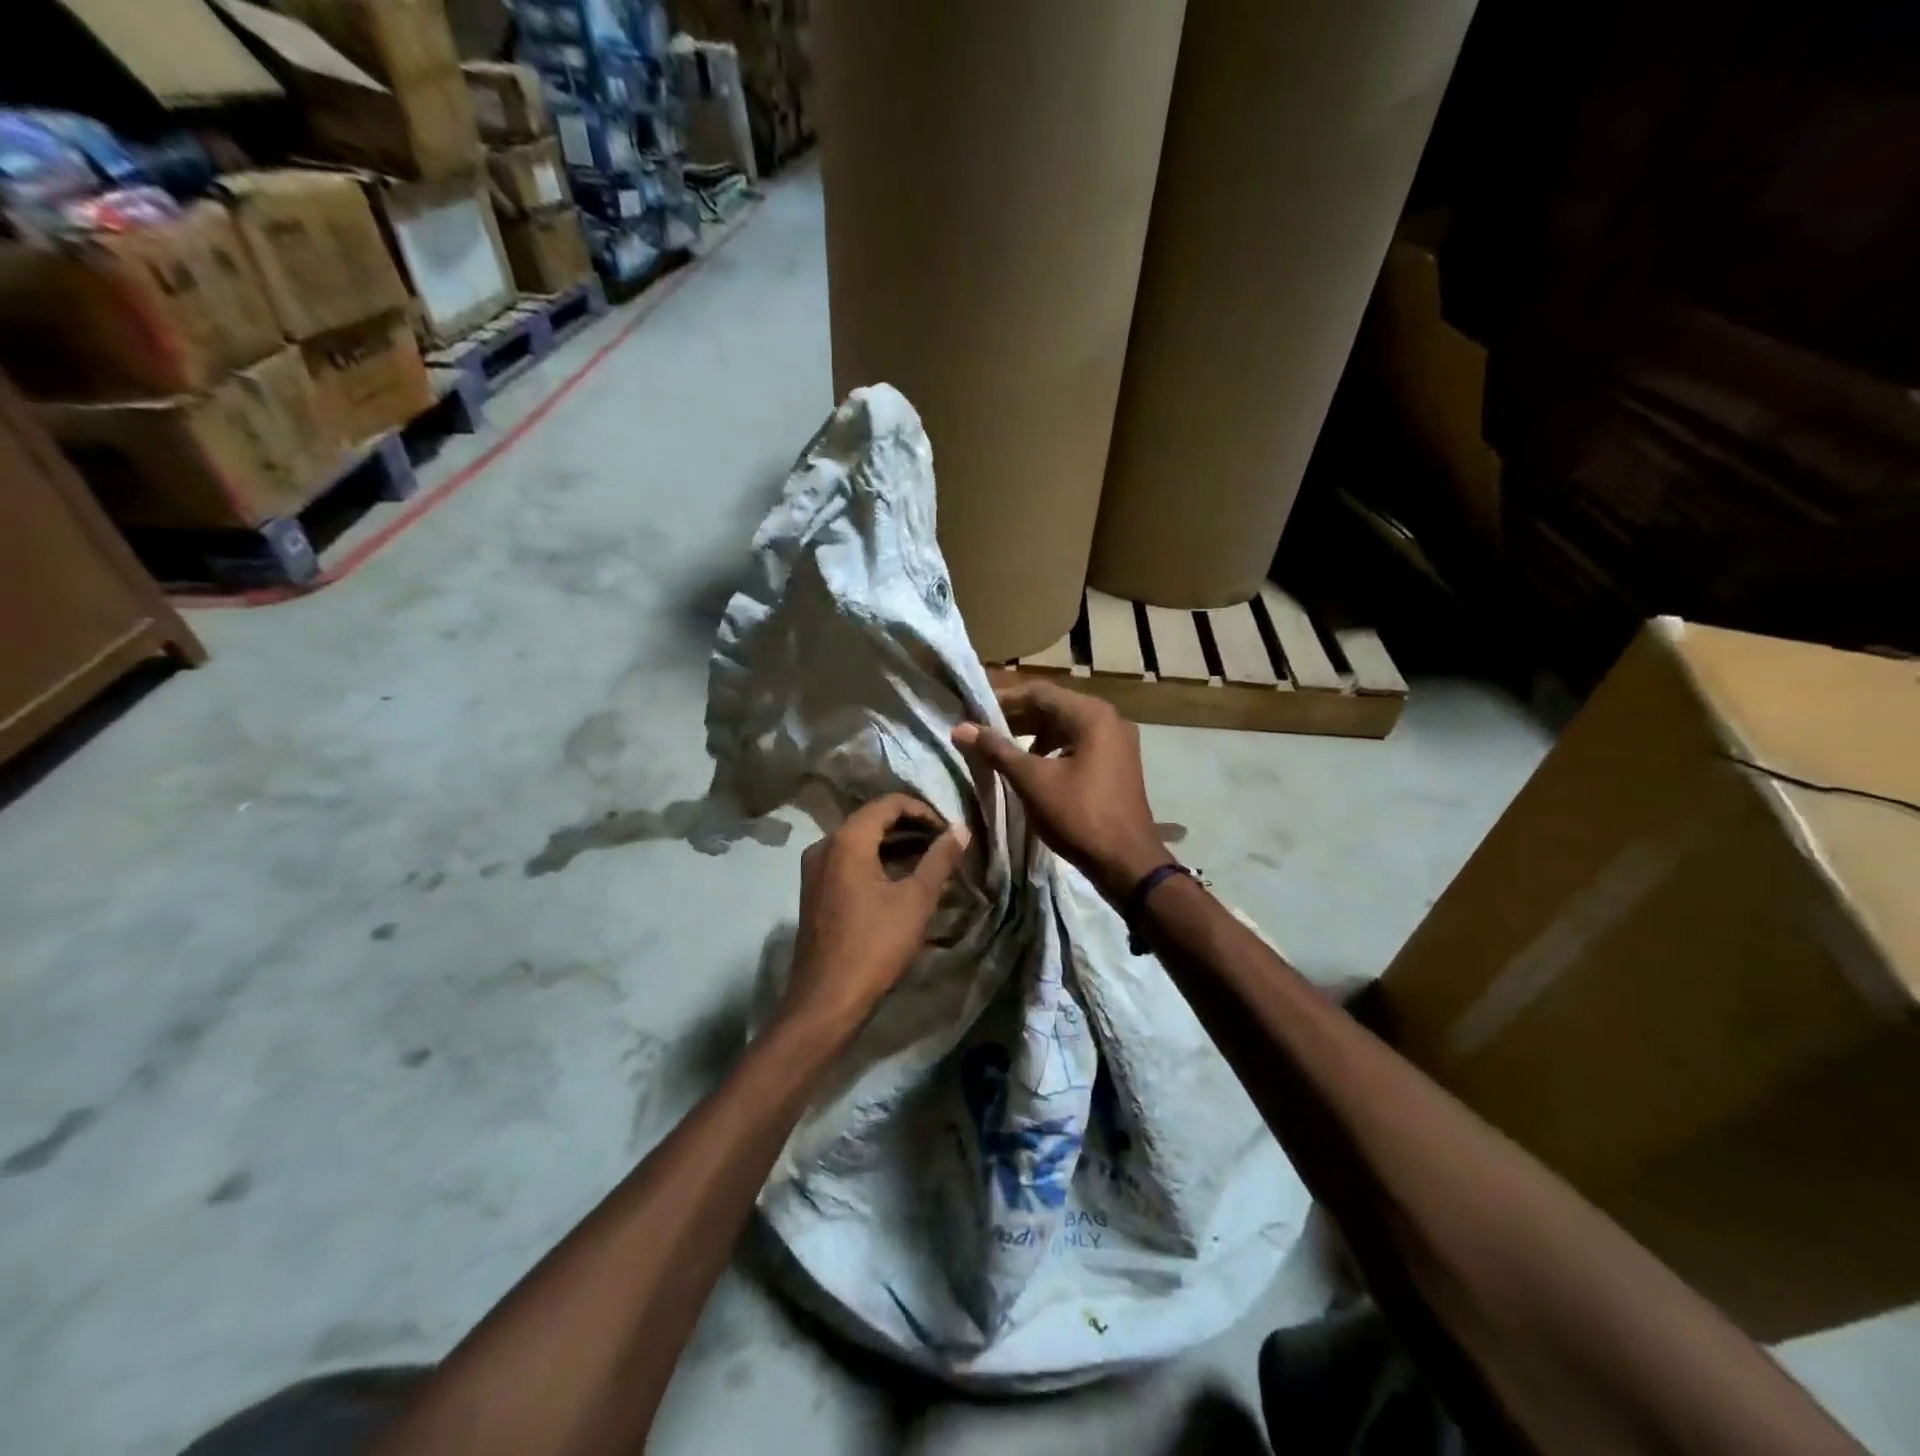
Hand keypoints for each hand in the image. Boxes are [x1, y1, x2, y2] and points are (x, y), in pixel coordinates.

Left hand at [784, 793, 969, 1028]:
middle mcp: (825, 845)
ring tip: (929, 859)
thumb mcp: (916, 901)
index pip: (888, 803)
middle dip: (910, 826)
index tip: (948, 830)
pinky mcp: (814, 890)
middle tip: (943, 843)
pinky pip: (848, 861)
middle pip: (872, 819)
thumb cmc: (875, 945)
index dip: (923, 810)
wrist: (827, 999)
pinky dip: (876, 861)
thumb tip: (960, 829)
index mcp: (847, 840)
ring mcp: (815, 869)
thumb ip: (940, 859)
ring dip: (894, 844)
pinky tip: (900, 879)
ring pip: (860, 841)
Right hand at [953, 682, 1166, 901]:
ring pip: (1067, 726)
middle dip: (1017, 717)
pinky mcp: (1118, 763)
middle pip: (1055, 706)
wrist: (1127, 862)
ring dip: (1034, 733)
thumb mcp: (1032, 781)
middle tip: (984, 729)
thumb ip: (997, 750)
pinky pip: (1080, 743)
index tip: (974, 711)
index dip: (1004, 700)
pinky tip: (1034, 765)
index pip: (1040, 692)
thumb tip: (961, 728)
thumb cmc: (1079, 816)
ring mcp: (1118, 741)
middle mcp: (1109, 719)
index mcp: (1092, 715)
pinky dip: (1054, 748)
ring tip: (1003, 748)